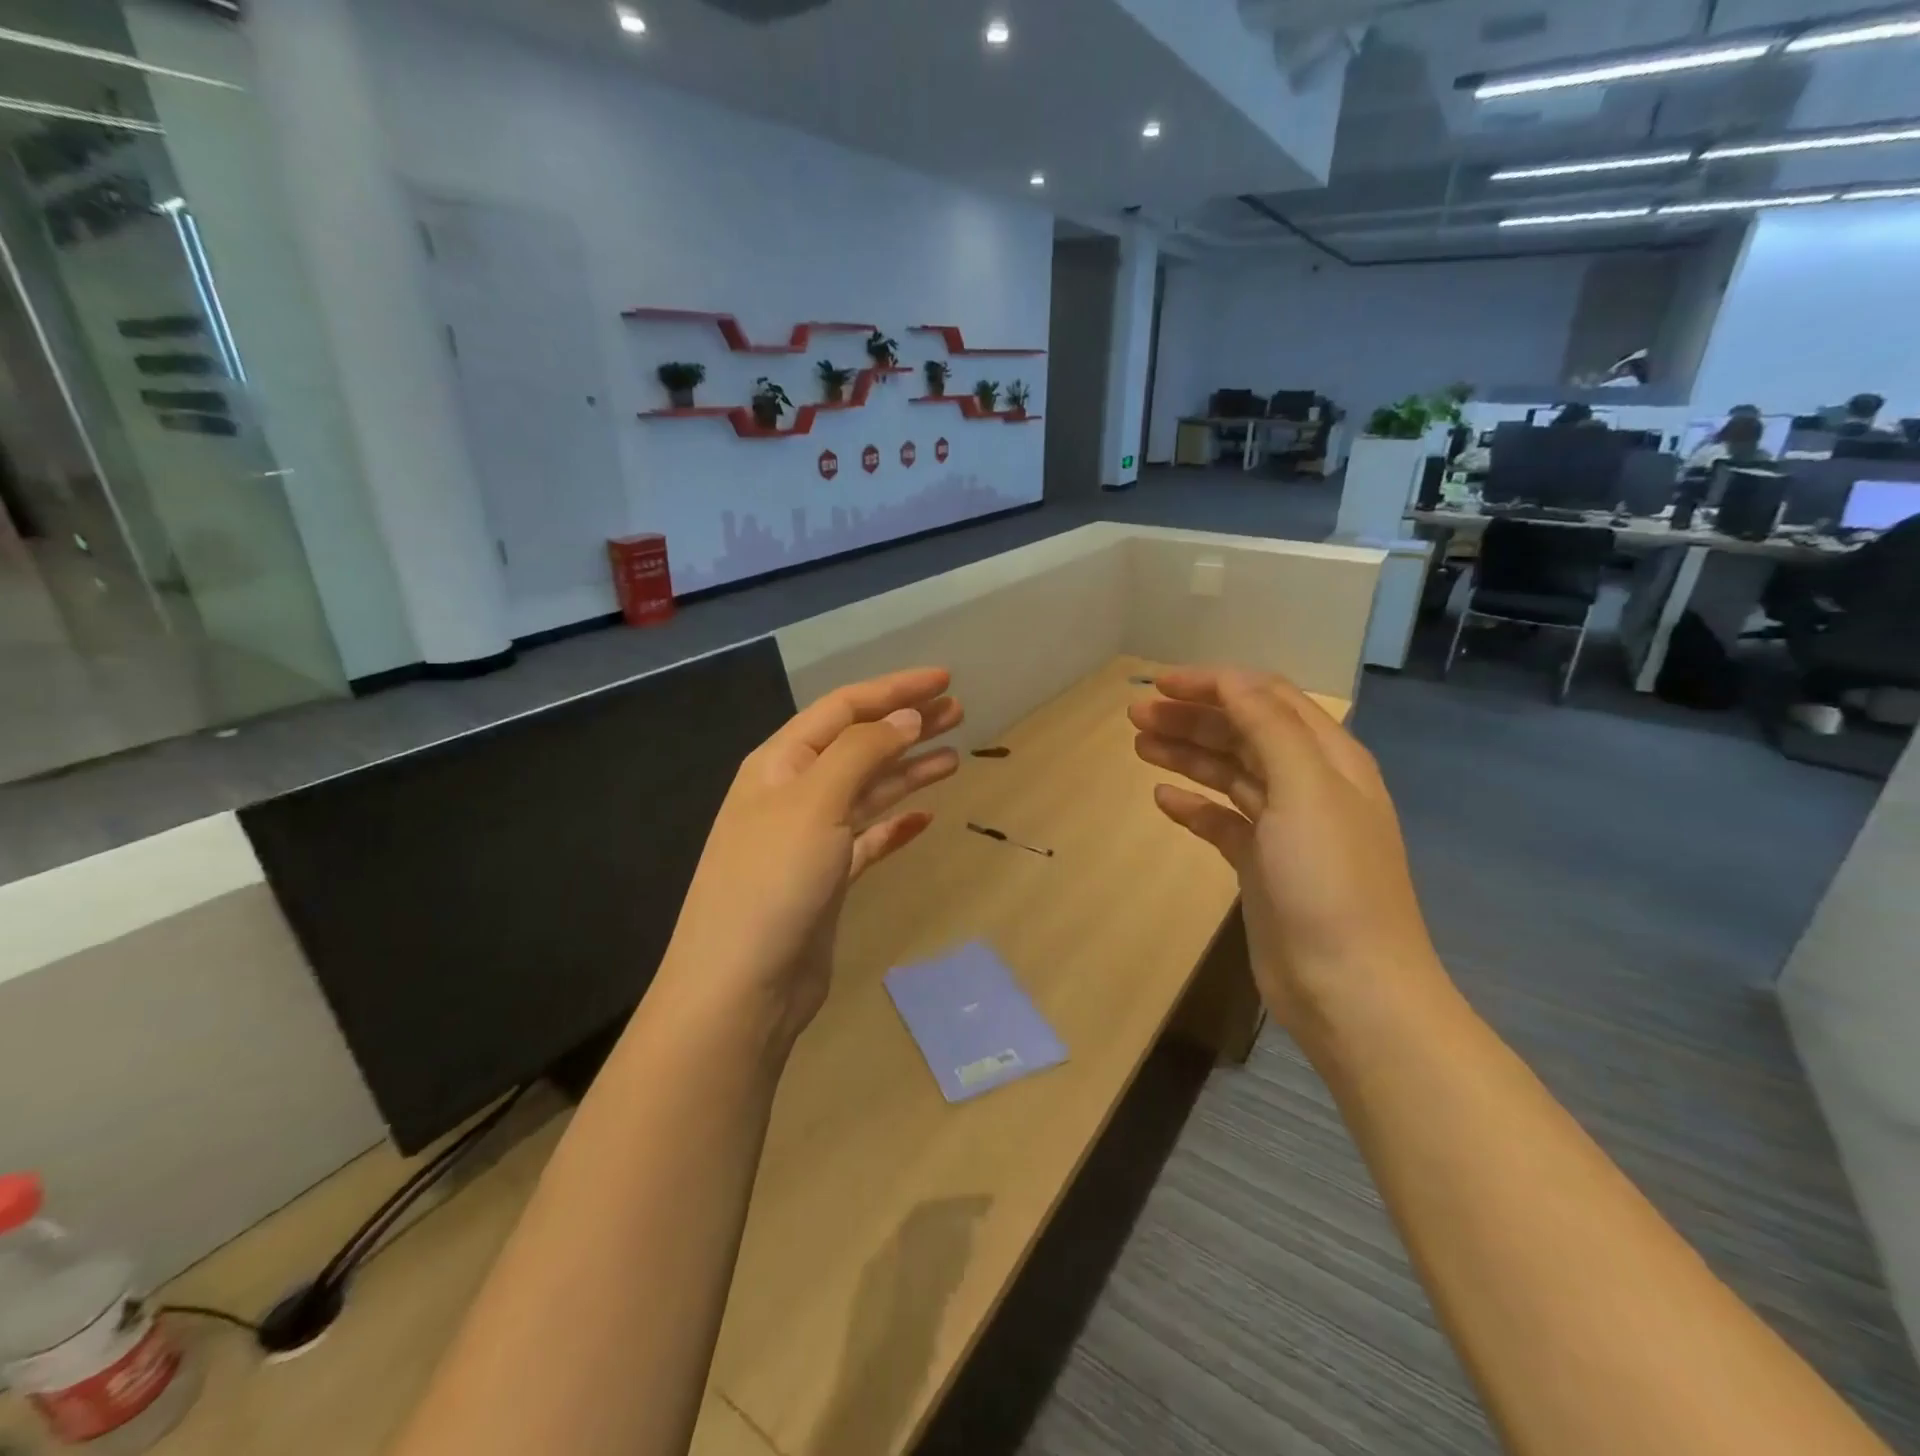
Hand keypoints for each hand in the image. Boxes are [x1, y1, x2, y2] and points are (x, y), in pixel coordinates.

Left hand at [661, 669, 962, 1047]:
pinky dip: (896, 825)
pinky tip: (924, 818)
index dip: (894, 690)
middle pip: (860, 745)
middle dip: (907, 725)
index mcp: (781, 763)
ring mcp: (810, 839)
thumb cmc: (773, 881)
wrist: (740, 988)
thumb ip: (863, 752)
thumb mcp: (815, 802)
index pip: (844, 709)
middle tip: (959, 712)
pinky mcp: (826, 880)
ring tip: (954, 756)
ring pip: (868, 791)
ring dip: (908, 771)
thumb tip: (907, 716)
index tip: (944, 680)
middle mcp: (794, 793)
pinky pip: (868, 839)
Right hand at [1129, 667, 1442, 1036]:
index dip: (1214, 684)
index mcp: (1327, 758)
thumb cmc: (1329, 881)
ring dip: (1186, 754)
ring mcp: (1284, 827)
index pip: (1266, 698)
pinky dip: (1193, 806)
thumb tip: (1232, 682)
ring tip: (1139, 745)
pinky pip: (1221, 820)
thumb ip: (1270, 728)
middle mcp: (1307, 784)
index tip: (1160, 683)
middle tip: (1136, 715)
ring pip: (1228, 773)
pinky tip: (1163, 800)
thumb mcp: (1305, 789)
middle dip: (1191, 717)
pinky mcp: (1262, 865)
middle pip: (1243, 732)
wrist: (1349, 986)